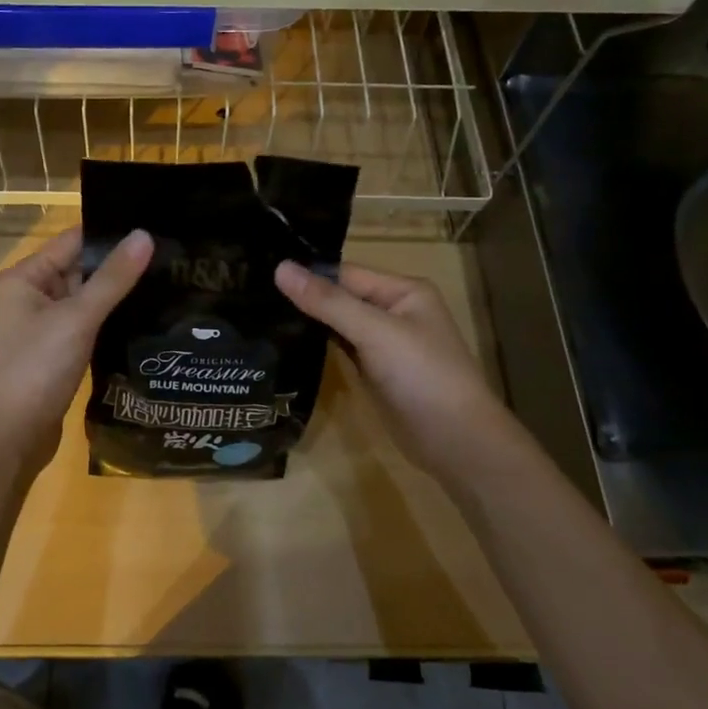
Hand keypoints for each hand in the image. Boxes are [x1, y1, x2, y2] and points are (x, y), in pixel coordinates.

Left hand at [0, 227, 153, 483]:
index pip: (72, 241)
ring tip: (167, 282)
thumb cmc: (36, 369)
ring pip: (85, 300)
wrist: (9, 438)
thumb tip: (145, 235)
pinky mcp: (54, 354)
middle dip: (119, 266)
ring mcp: (41, 327)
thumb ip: (113, 278)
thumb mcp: (77, 318)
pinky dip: (108, 322)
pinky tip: (144, 318)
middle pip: (79, 269)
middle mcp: (28, 297)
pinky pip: (85, 326)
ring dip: (117, 296)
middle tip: (171, 256)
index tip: (154, 228)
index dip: (111, 235)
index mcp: (23, 278)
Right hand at [275, 260, 525, 480]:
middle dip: (304, 297)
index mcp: (403, 291)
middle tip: (252, 292)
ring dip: (308, 321)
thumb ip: (327, 301)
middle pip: (341, 296)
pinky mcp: (374, 371)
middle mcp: (394, 311)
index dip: (308, 274)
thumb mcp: (374, 331)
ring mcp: (384, 343)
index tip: (260, 272)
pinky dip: (319, 345)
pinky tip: (286, 341)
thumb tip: (280, 267)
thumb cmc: (422, 375)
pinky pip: (342, 349)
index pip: (345, 273)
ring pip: (339, 324)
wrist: (455, 441)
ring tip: (260, 312)